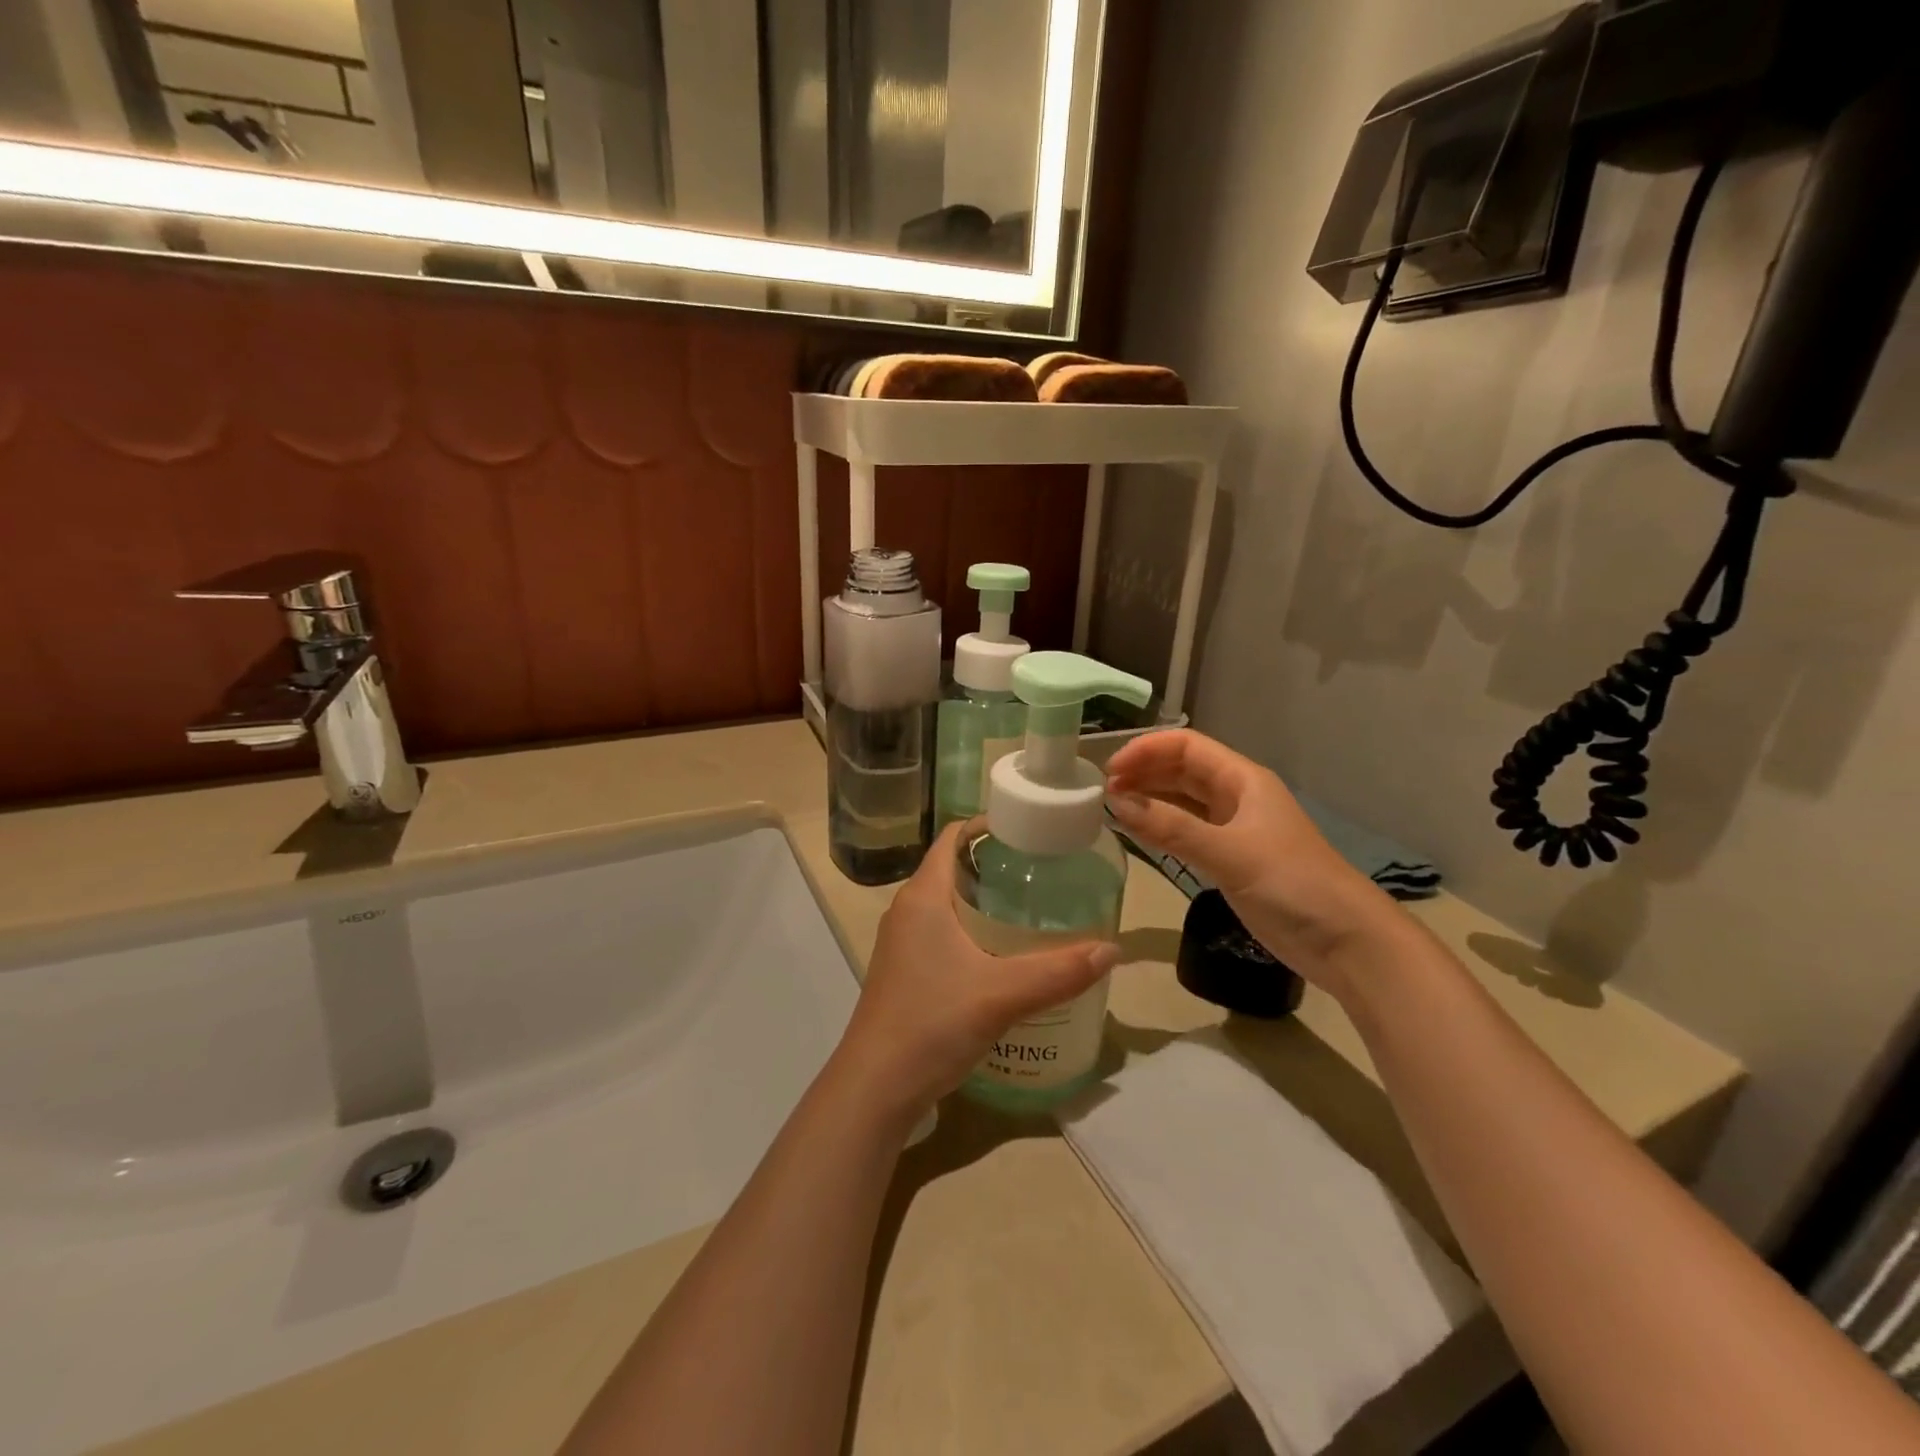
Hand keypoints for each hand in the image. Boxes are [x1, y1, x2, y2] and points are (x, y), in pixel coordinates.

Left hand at [833, 824, 1119, 1125]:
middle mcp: (907, 910)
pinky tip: (1004, 955)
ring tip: (1033, 910)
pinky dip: (972, 930)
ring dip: (985, 901)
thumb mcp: (1002, 994)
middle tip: (1045, 873)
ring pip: (947, 903)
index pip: (952, 836)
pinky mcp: (904, 970)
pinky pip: (941, 932)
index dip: (990, 825)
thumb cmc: (933, 1023)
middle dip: (997, 866)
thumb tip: (1113, 948)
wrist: (875, 1087)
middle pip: (953, 868)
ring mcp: (901, 942)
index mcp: (923, 896)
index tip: (1031, 831)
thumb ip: (1059, 971)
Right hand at [1104, 730, 1392, 994]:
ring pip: (1182, 802)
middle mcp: (1236, 797)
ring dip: (1149, 800)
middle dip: (1143, 773)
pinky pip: (1186, 832)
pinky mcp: (1231, 860)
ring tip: (1111, 809)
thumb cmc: (1293, 884)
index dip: (1147, 750)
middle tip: (1103, 791)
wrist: (1346, 941)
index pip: (1187, 747)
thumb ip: (1172, 828)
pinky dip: (1160, 829)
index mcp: (1243, 780)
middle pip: (1181, 771)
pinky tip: (1137, 833)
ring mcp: (1233, 829)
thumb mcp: (1230, 852)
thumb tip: (1116, 803)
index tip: (1111, 770)